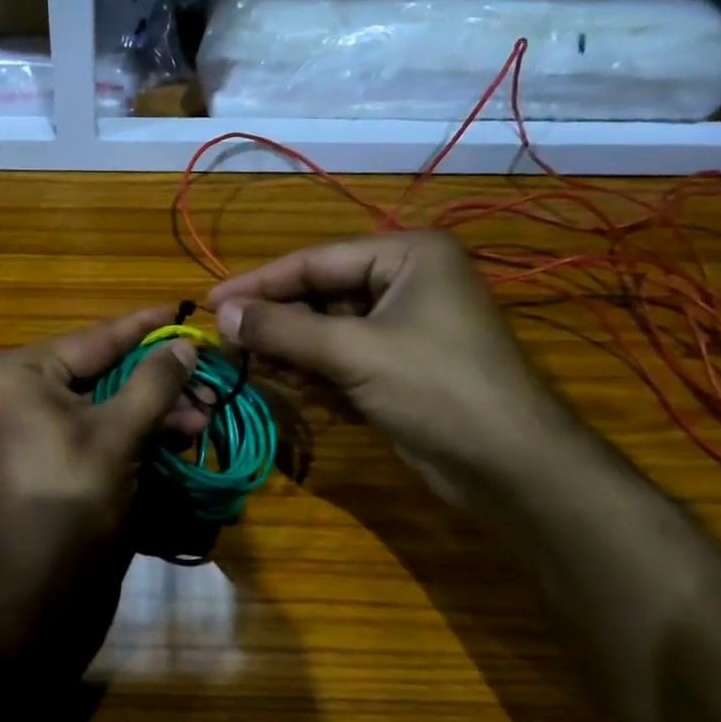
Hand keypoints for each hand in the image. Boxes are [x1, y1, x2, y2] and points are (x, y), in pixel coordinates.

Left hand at [0, 307, 198, 601]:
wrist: (32, 597)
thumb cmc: (73, 501)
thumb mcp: (121, 434)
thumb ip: (154, 382)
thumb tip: (183, 345)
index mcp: (13, 374)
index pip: (94, 338)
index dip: (145, 326)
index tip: (184, 308)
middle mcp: (6, 395)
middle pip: (97, 375)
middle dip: (157, 384)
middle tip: (208, 386)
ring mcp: (15, 432)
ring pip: (94, 408)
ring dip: (148, 413)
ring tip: (202, 418)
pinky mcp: (31, 464)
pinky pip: (82, 435)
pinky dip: (124, 436)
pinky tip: (172, 439)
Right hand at [209, 232, 575, 493]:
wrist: (510, 467)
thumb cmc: (435, 388)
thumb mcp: (353, 352)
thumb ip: (283, 330)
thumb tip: (222, 315)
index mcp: (408, 255)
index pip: (315, 260)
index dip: (259, 283)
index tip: (210, 303)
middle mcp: (406, 281)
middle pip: (320, 294)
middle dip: (277, 321)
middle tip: (228, 343)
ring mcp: (405, 325)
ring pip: (329, 328)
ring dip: (291, 348)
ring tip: (251, 366)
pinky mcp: (401, 365)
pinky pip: (344, 356)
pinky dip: (315, 370)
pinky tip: (287, 384)